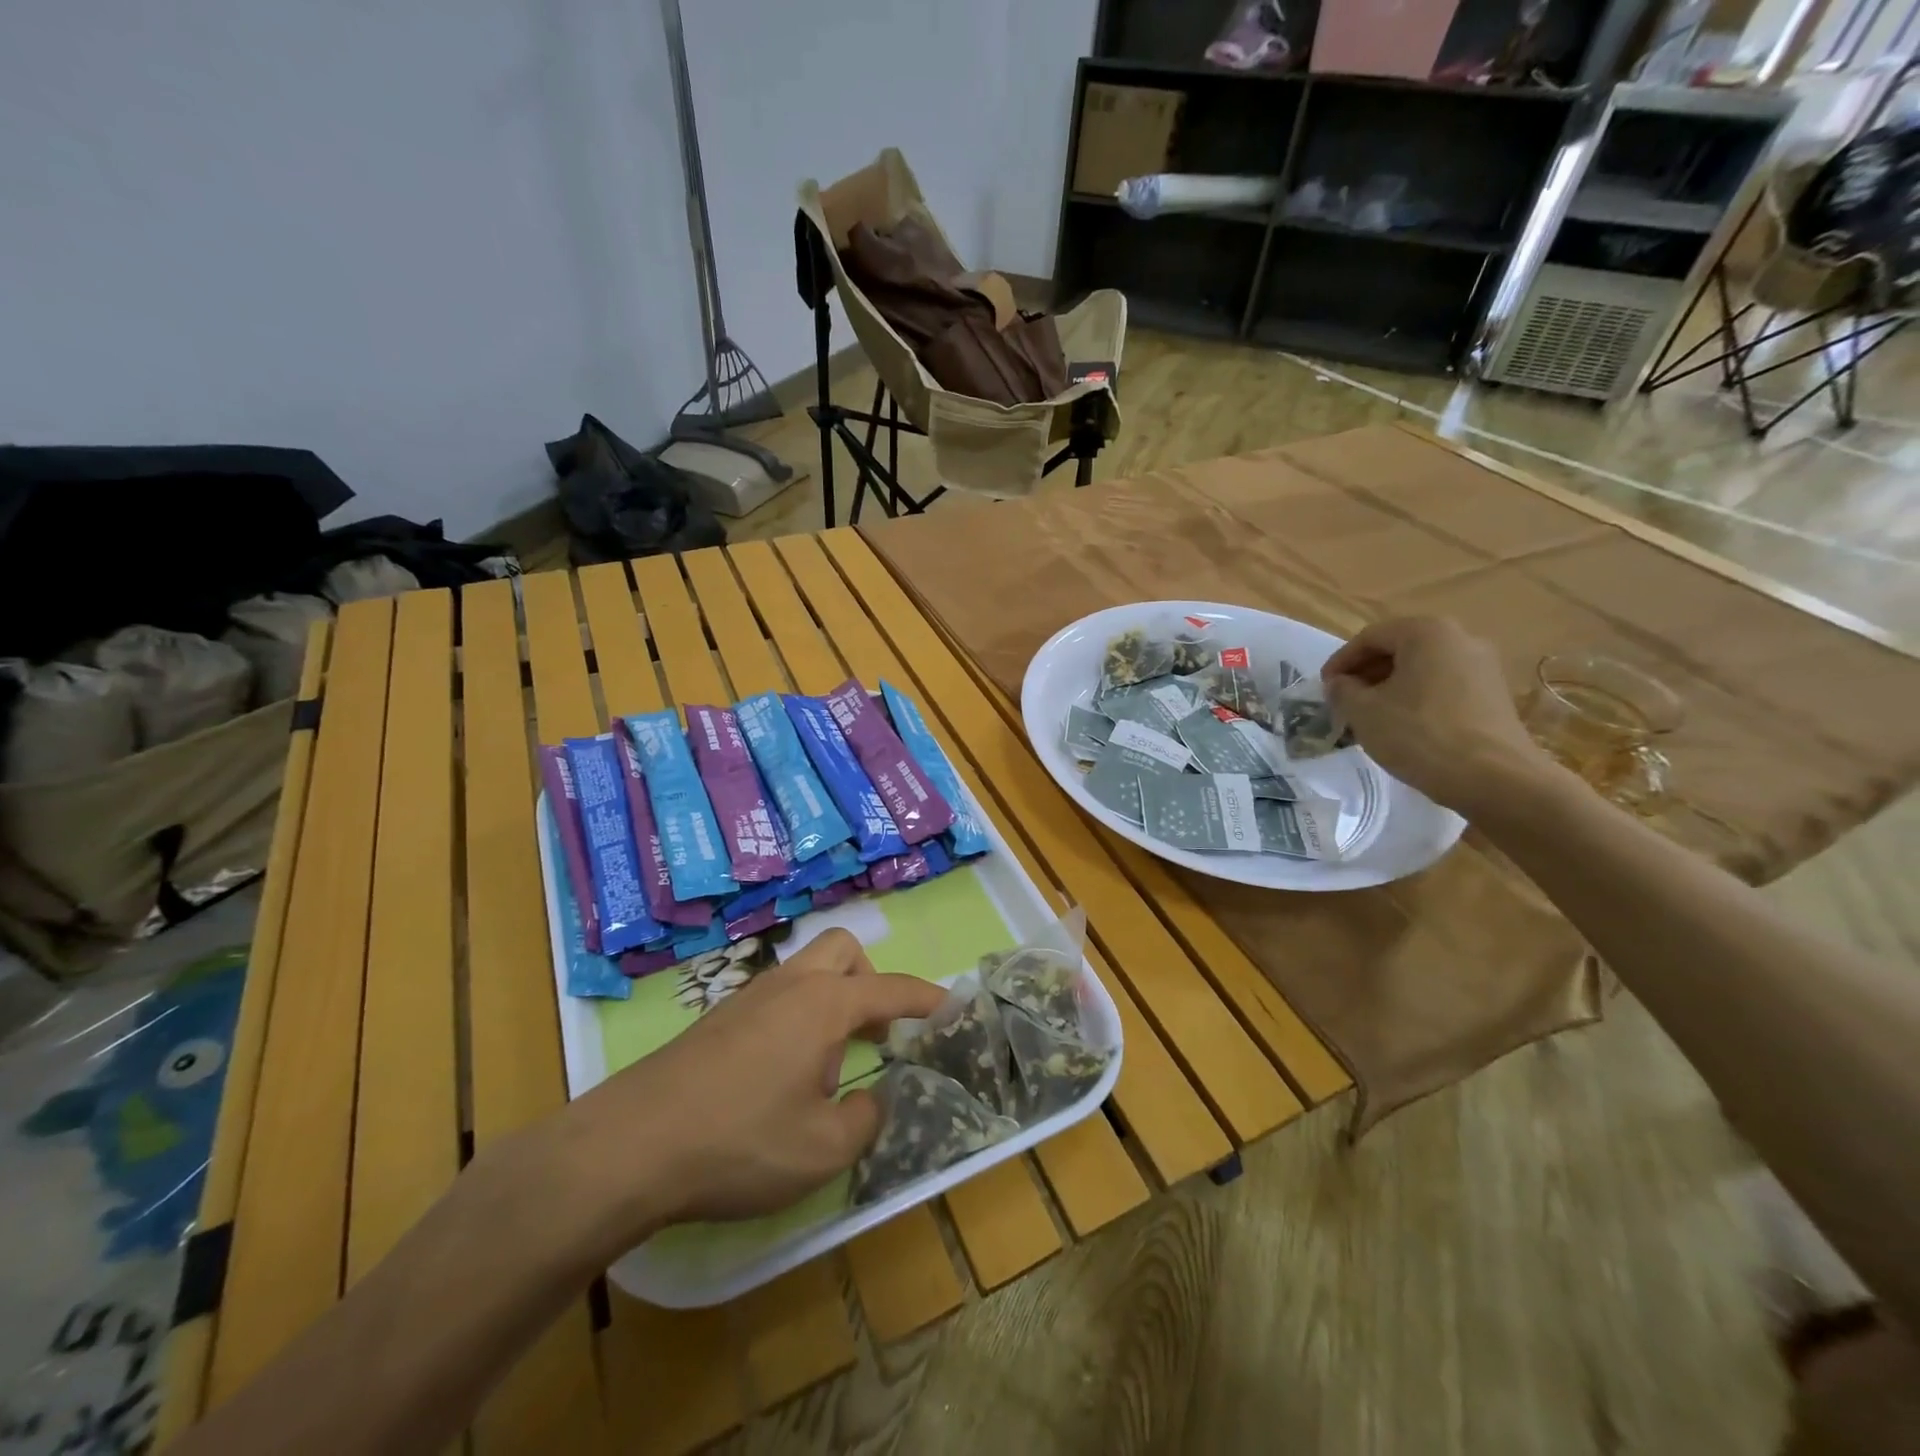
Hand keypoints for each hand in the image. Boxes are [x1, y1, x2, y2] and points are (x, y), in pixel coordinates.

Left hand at [553, 928, 944, 1252]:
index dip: (927, 998)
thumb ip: (865, 1122)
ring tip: (827, 1065)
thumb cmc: (739, 1142)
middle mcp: (789, 986)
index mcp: (823, 1005)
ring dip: (831, 1001)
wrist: (630, 1145)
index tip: (953, 1007)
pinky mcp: (718, 1019)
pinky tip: (780, 1076)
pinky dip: (797, 1018)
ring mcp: (748, 997)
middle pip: (843, 950)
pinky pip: (776, 997)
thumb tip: (874, 1101)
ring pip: (806, 972)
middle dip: (870, 980)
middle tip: (875, 1031)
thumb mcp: (821, 1150)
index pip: (891, 988)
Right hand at [1322, 616, 1550, 814]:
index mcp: (1427, 632)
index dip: (1340, 661)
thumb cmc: (1419, 734)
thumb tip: (1340, 684)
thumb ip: (1342, 691)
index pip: (1370, 637)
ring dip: (1390, 687)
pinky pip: (1443, 686)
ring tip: (1370, 716)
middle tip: (1344, 701)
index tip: (1324, 688)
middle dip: (1366, 674)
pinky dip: (1416, 698)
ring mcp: (1483, 667)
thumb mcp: (1363, 712)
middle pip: (1399, 649)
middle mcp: (1461, 638)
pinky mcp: (1494, 695)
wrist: (1494, 778)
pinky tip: (1403, 726)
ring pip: (1422, 669)